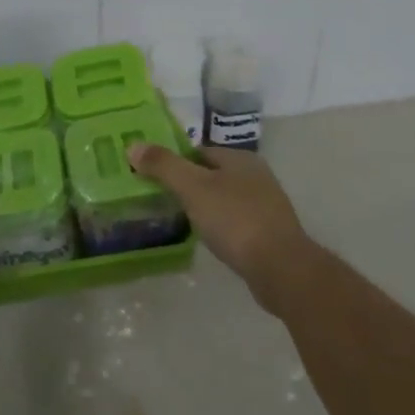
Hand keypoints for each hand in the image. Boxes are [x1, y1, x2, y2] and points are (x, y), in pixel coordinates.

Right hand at [127, 143, 320, 313]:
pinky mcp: (271, 232)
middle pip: (212, 174)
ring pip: (225, 198)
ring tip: (181, 221)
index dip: (175, 162)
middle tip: (162, 201)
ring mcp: (267, 204)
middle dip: (189, 185)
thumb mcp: (193, 189)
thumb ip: (164, 166)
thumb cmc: (235, 220)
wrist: (282, 268)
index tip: (153, 178)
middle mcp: (256, 175)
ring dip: (205, 207)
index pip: (198, 151)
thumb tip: (133, 145)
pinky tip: (210, 240)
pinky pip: (237, 221)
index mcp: (240, 158)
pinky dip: (221, 226)